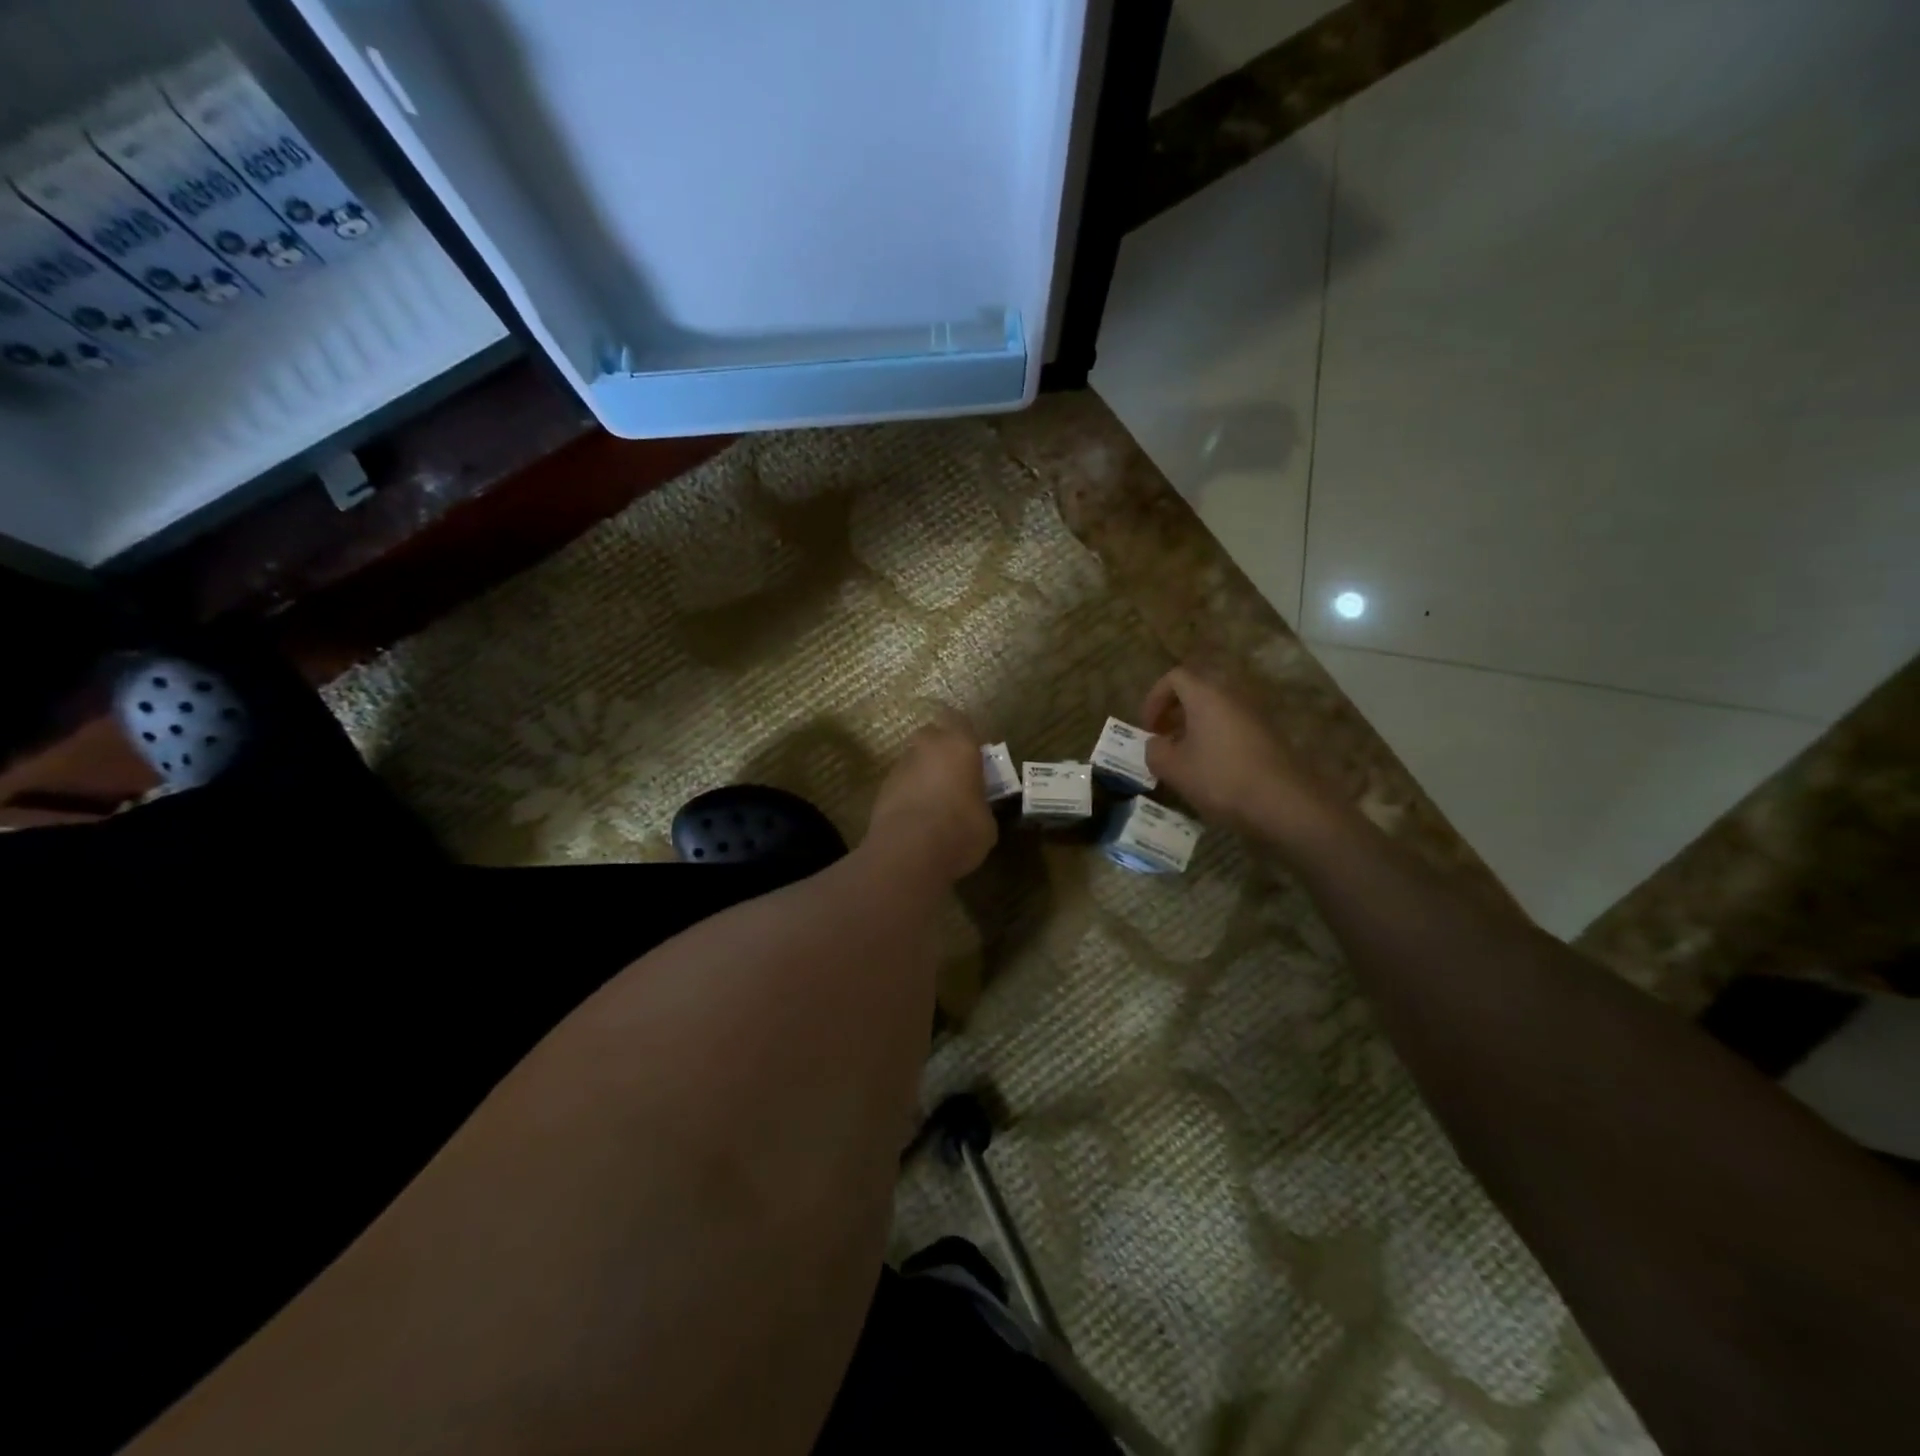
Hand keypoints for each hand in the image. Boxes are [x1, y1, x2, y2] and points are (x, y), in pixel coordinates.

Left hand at [866, 716, 996, 883]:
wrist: (908, 852)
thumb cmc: (960, 830)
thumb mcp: (986, 821)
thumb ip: (979, 804)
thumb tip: (974, 808)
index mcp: (959, 746)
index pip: (960, 720)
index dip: (965, 734)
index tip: (973, 752)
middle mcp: (927, 747)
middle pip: (932, 736)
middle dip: (940, 751)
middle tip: (953, 775)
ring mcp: (900, 766)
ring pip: (914, 760)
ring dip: (923, 774)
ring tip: (934, 803)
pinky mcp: (882, 789)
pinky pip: (901, 783)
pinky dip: (908, 794)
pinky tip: (917, 818)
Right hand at [1141, 666, 1336, 841]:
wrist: (1282, 802)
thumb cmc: (1220, 778)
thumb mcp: (1173, 768)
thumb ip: (1154, 751)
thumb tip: (1156, 744)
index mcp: (1206, 696)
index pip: (1175, 677)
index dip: (1154, 698)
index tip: (1148, 727)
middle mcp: (1232, 696)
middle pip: (1197, 691)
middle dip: (1174, 712)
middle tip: (1162, 738)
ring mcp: (1254, 715)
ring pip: (1216, 710)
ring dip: (1194, 727)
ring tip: (1183, 757)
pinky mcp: (1268, 735)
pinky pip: (1232, 726)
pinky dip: (1215, 738)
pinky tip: (1210, 769)